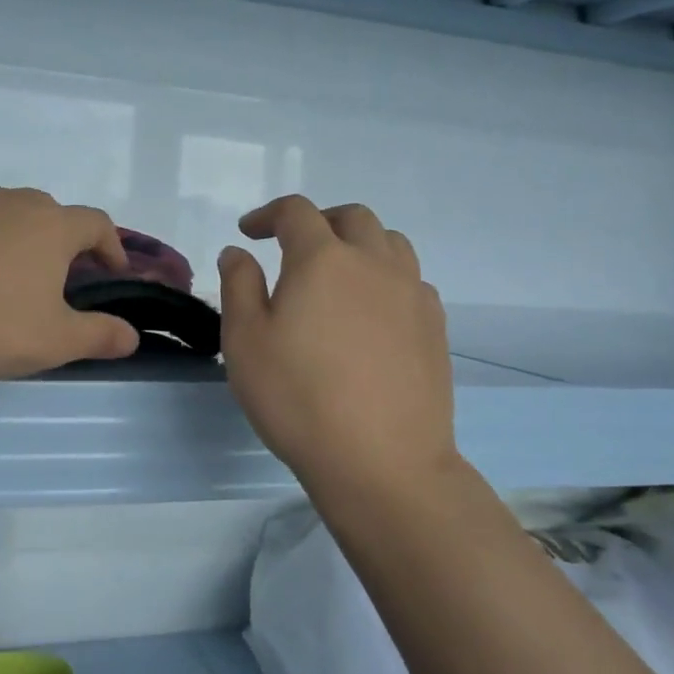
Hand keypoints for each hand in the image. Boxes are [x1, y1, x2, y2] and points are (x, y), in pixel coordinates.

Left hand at [0, 186, 139, 381]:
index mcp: (49, 226)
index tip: (113, 273)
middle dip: (61, 242)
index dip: (112, 247)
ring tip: (4, 282)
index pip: (96, 223)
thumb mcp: (54, 341)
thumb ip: (99, 336)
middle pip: (49, 214)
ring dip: (14, 241)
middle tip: (58, 280)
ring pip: (1, 217)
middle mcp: (9, 204)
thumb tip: (132, 336)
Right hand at [219, 196, 460, 502]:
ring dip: (359, 243)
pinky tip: (371, 312)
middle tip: (294, 246)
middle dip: (318, 221)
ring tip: (338, 273)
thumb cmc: (299, 398)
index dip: (268, 214)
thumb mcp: (245, 341)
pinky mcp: (434, 326)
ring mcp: (411, 293)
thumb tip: (238, 252)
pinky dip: (386, 277)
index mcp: (323, 259)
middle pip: (351, 217)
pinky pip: (411, 280)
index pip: (296, 212)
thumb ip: (239, 285)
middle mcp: (374, 263)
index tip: (249, 232)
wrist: (382, 461)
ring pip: (390, 242)